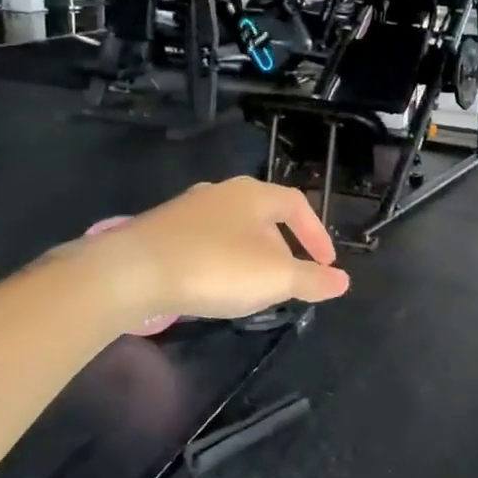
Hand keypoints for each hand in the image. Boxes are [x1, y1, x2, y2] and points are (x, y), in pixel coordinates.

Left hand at [68, 177, 349, 323]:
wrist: (133, 271)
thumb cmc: (216, 267)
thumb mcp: (274, 279)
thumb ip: (311, 280)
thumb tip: (343, 281)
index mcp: (254, 194)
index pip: (297, 204)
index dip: (316, 233)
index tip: (325, 263)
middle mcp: (222, 192)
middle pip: (264, 215)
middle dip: (282, 247)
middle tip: (289, 278)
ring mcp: (188, 209)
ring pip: (233, 228)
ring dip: (250, 254)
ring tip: (253, 285)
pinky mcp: (161, 229)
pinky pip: (205, 241)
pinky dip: (220, 260)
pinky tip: (214, 284)